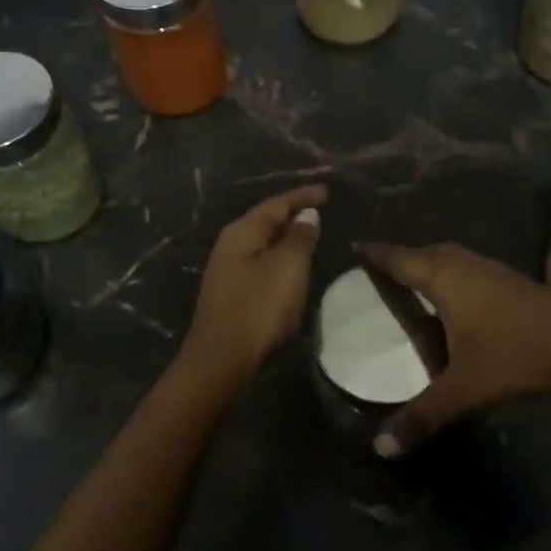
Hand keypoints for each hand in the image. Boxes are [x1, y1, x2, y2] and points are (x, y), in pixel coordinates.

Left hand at [181, 185, 327, 385]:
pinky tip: (291, 267)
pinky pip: (260, 263)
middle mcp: (230, 245)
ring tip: (310, 235)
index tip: (327, 191)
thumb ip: (300, 237)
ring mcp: (227, 270)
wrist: (222, 358)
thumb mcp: (288, 267)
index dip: (303, 196)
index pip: (276, 204)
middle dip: (293, 214)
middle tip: (320, 211)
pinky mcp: (231, 292)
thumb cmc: (259, 307)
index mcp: (242, 232)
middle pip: (266, 221)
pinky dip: (279, 258)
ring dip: (286, 238)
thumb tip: (306, 215)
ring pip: (263, 243)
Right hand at [356, 240, 550, 454]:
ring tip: (411, 277)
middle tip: (379, 265)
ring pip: (449, 256)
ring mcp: (491, 269)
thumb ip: (421, 416)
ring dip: (428, 261)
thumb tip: (380, 448)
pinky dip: (450, 271)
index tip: (354, 245)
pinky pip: (467, 266)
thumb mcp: (462, 389)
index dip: (376, 254)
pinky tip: (455, 295)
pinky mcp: (511, 279)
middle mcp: (464, 265)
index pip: (399, 259)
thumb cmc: (514, 356)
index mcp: (444, 279)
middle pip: (424, 251)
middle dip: (400, 255)